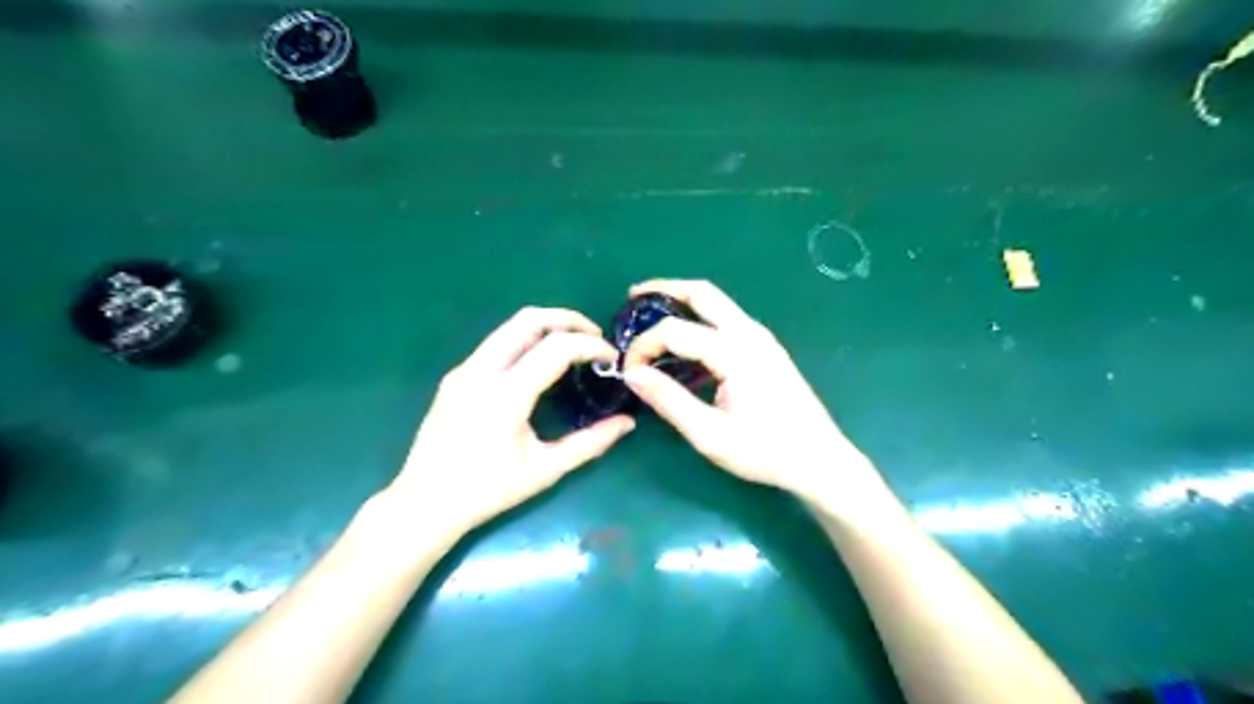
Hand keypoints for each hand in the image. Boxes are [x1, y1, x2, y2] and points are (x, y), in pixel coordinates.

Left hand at [386, 304, 636, 532]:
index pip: (556, 347)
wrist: (424, 503)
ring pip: (510, 326)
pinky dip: (526, 340)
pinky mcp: (456, 376)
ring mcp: (464, 370)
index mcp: (505, 395)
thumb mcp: (546, 470)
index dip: (590, 344)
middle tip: (594, 336)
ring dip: (546, 327)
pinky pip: (496, 343)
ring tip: (572, 345)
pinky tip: (539, 364)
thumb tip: (628, 423)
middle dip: (568, 319)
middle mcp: (481, 371)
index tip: (612, 357)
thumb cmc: (488, 491)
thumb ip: (591, 443)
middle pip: (529, 319)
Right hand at [622, 278, 884, 510]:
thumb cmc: (764, 451)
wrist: (819, 459)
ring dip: (682, 301)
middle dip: (663, 289)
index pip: (674, 331)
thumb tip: (632, 374)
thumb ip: (669, 400)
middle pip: (701, 293)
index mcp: (734, 352)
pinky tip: (685, 341)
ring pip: (716, 302)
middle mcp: (749, 333)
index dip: (644, 345)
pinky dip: (699, 318)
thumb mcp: (709, 434)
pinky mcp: (766, 347)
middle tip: (632, 297)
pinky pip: (727, 320)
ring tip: (651, 314)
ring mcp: (761, 337)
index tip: (628, 369)